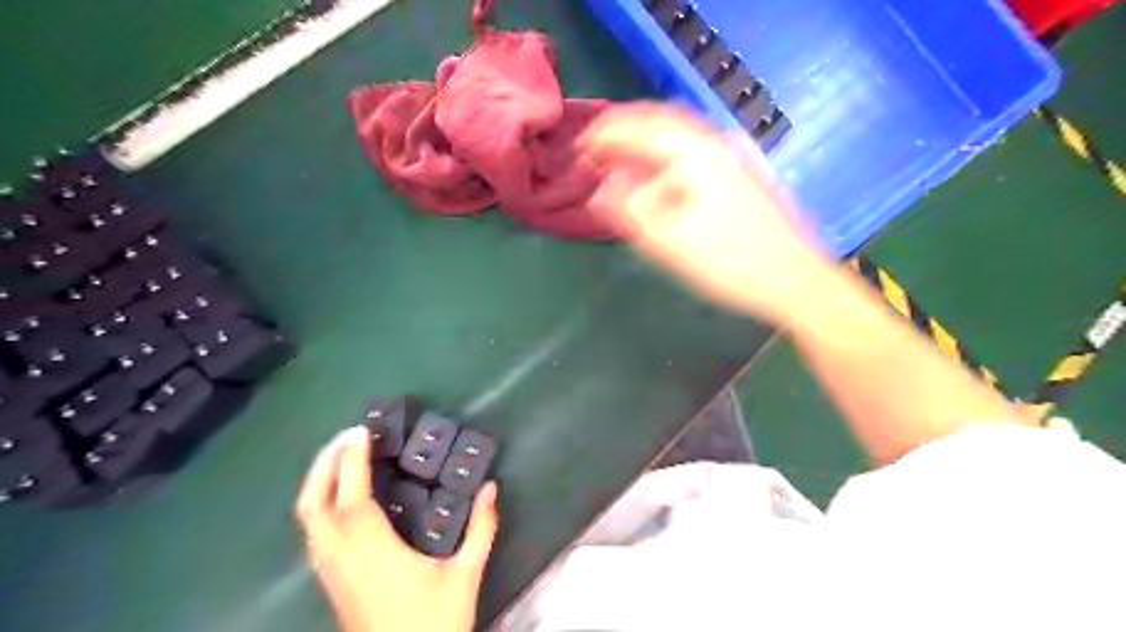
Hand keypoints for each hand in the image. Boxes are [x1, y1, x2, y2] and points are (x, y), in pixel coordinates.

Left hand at [296, 428, 497, 631]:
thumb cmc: (433, 625)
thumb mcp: (465, 575)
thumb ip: (481, 529)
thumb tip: (490, 489)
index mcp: (373, 551)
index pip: (353, 496)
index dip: (352, 460)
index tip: (362, 431)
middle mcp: (342, 557)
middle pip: (314, 503)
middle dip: (325, 463)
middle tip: (347, 436)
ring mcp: (331, 571)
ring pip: (308, 519)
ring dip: (319, 482)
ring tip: (343, 457)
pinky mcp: (331, 582)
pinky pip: (314, 533)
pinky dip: (321, 504)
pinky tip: (343, 499)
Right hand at [581, 104, 834, 322]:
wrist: (795, 279)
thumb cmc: (731, 263)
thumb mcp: (671, 242)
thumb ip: (631, 209)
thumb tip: (601, 187)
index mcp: (696, 153)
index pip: (639, 127)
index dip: (604, 135)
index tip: (579, 149)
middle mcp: (716, 142)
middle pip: (660, 121)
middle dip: (623, 132)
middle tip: (596, 149)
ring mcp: (734, 155)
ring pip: (679, 134)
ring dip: (645, 140)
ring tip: (620, 158)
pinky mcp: (741, 173)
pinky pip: (693, 150)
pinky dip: (666, 154)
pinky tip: (660, 173)